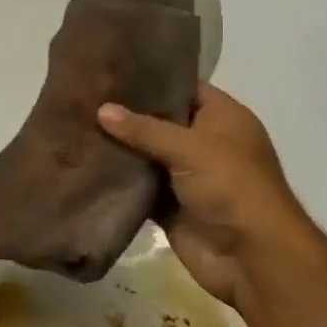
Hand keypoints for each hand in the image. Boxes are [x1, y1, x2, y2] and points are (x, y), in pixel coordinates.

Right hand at [98, 83, 322, 311]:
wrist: (250, 257)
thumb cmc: (231, 186)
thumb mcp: (190, 147)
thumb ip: (144, 128)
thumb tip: (102, 109)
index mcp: (222, 117)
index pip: (184, 88)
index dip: (152, 79)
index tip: (112, 69)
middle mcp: (205, 143)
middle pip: (161, 122)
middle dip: (127, 113)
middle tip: (84, 96)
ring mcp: (187, 177)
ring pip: (146, 156)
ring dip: (119, 148)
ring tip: (76, 124)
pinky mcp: (170, 207)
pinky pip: (140, 188)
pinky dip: (119, 180)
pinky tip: (85, 164)